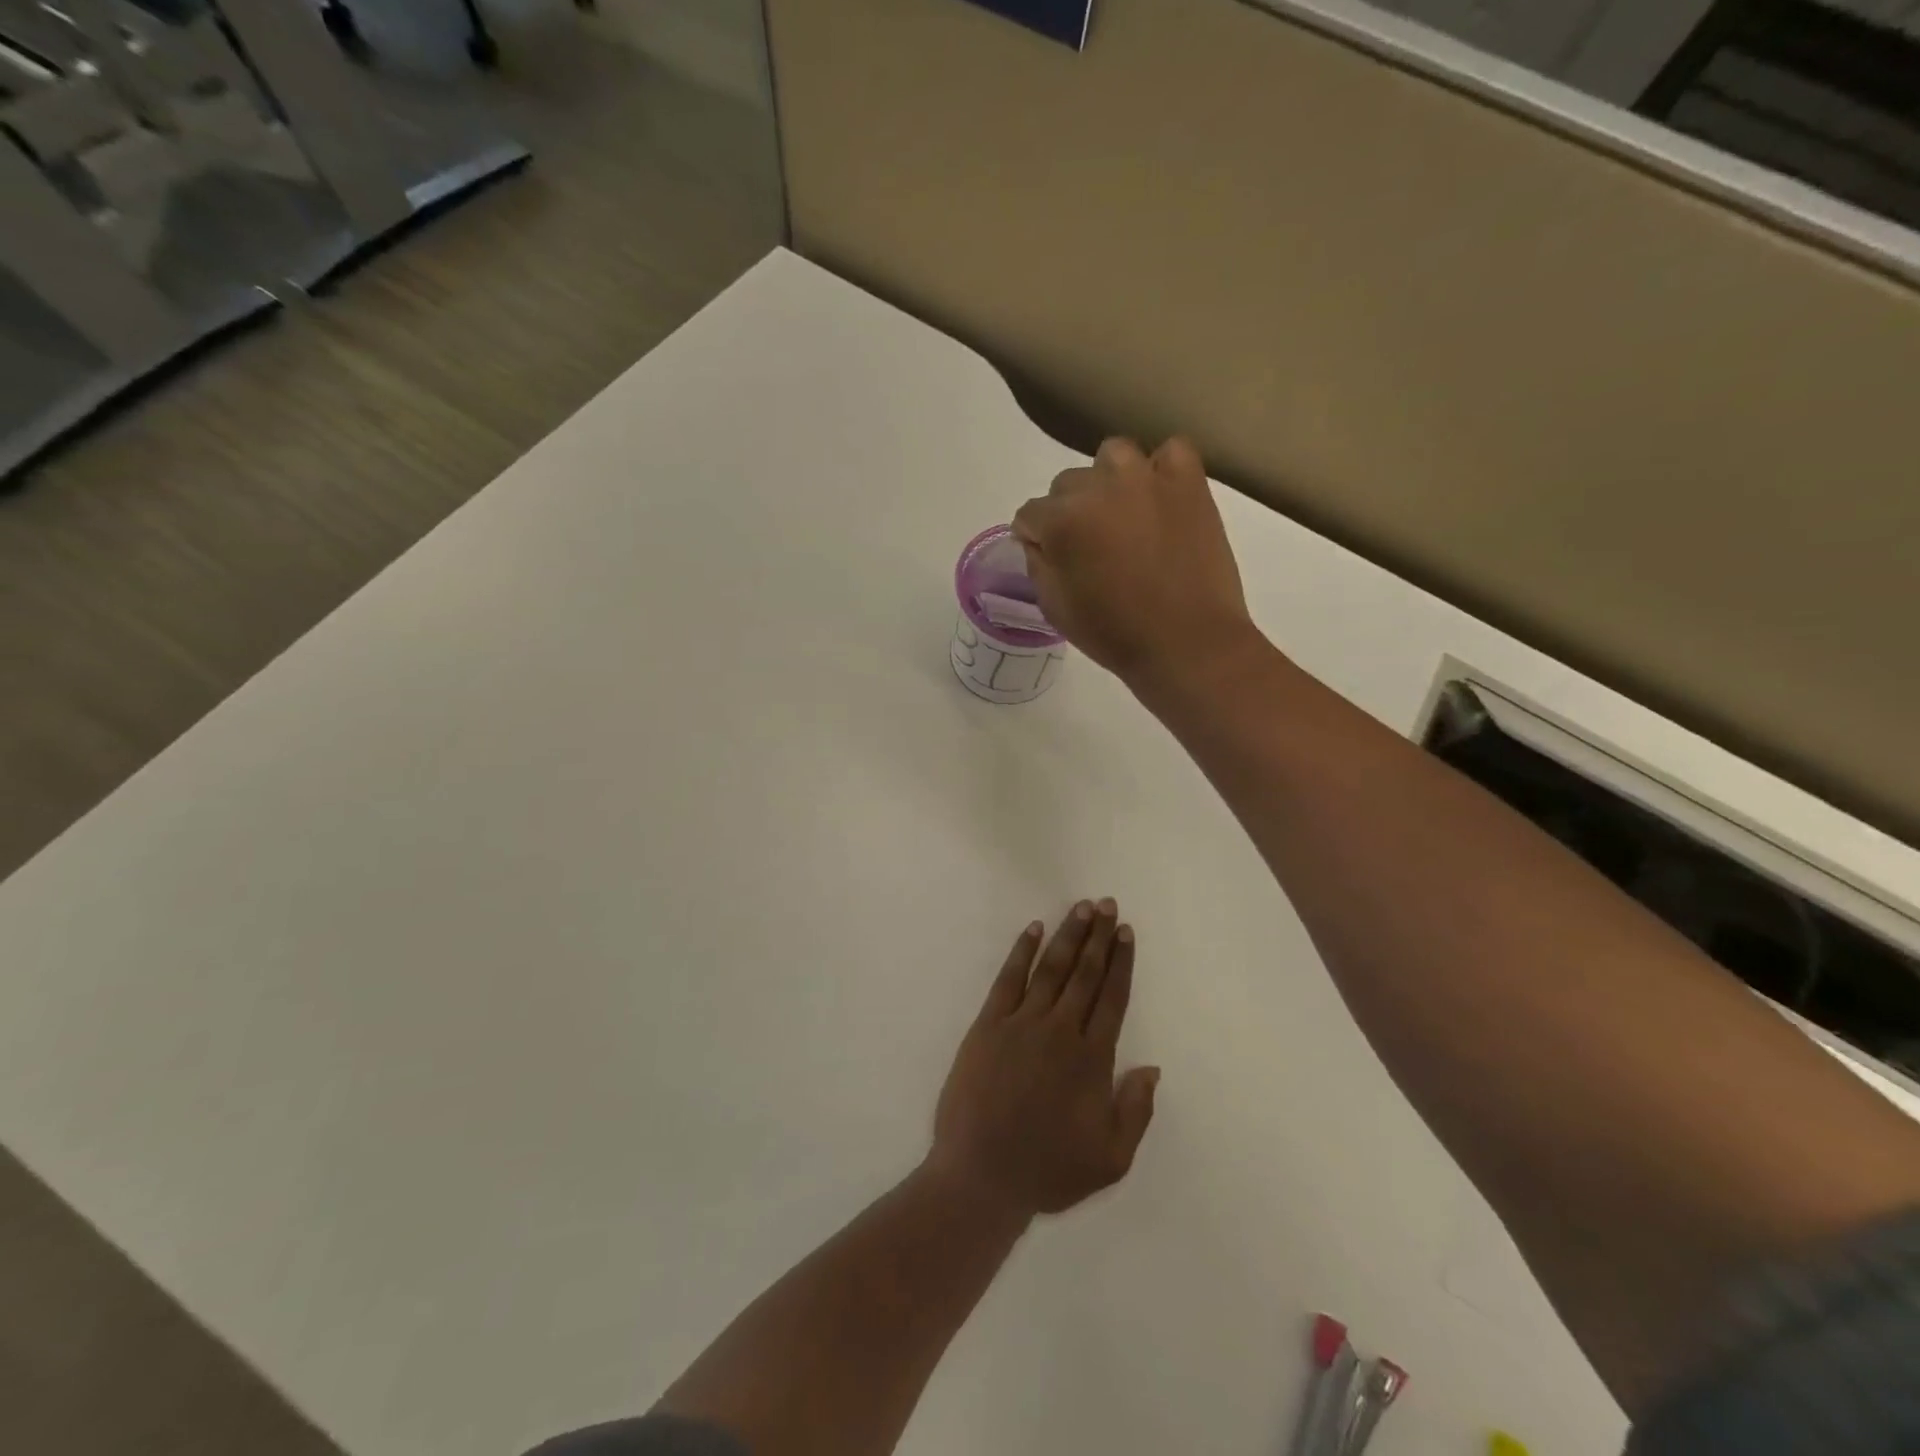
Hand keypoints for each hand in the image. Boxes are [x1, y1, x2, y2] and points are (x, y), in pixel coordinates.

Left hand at [926, 901, 1159, 1221]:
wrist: (981, 1176)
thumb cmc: (1047, 1170)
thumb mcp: (1110, 1159)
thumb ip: (1135, 1111)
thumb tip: (1152, 1068)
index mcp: (1092, 1060)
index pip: (1112, 998)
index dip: (1121, 963)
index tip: (1126, 933)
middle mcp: (1060, 1031)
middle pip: (1084, 974)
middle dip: (1098, 937)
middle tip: (1107, 904)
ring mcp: (1021, 1024)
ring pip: (1051, 969)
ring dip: (1067, 936)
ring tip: (1081, 907)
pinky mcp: (988, 1025)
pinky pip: (1008, 979)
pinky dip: (1021, 952)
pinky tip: (1033, 930)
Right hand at [1012, 437, 1257, 687]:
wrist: (1187, 643)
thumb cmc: (1115, 634)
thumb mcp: (1055, 608)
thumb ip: (1038, 563)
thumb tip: (1037, 539)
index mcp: (1062, 521)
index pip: (1029, 514)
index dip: (1035, 539)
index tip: (1051, 559)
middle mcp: (1100, 487)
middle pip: (1067, 484)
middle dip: (1070, 512)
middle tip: (1092, 546)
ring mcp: (1148, 478)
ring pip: (1112, 456)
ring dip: (1109, 481)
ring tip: (1123, 515)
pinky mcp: (1190, 482)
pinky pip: (1170, 452)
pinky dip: (1162, 470)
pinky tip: (1160, 499)